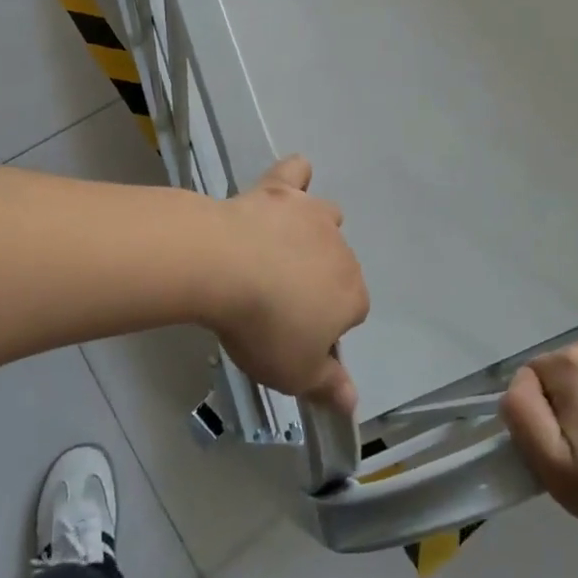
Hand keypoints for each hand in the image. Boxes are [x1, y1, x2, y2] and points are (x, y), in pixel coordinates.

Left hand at [209, 156, 366, 415]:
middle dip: (316, 282)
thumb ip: (328, 386)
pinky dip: (295, 178)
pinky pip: (297, 173)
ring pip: (326, 219)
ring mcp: (312, 214)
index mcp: (352, 295)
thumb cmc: (263, 326)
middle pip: (338, 267)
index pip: (351, 313)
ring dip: (312, 233)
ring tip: (279, 250)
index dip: (323, 327)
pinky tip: (284, 188)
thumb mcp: (295, 373)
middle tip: (276, 302)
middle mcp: (341, 250)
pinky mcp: (281, 189)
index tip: (293, 337)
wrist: (224, 266)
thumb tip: (353, 404)